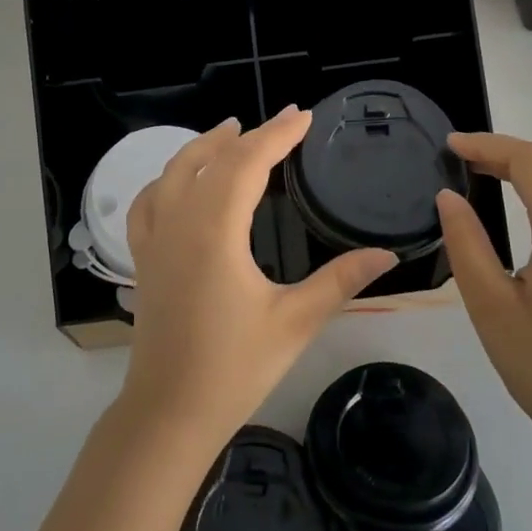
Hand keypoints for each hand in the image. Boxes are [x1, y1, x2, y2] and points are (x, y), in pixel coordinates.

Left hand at [119, 106, 397, 452]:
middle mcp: (179, 222)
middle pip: (212, 160)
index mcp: (215, 229)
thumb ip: (340, 281)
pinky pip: (149, 201)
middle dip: (249, 136)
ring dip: (204, 147)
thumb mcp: (294, 322)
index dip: (277, 134)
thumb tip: (388, 254)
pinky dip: (168, 178)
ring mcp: (154, 239)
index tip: (303, 116)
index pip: (248, 162)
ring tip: (231, 132)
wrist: (168, 414)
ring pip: (173, 172)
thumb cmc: (234, 368)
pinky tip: (179, 182)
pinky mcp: (143, 258)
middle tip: (283, 123)